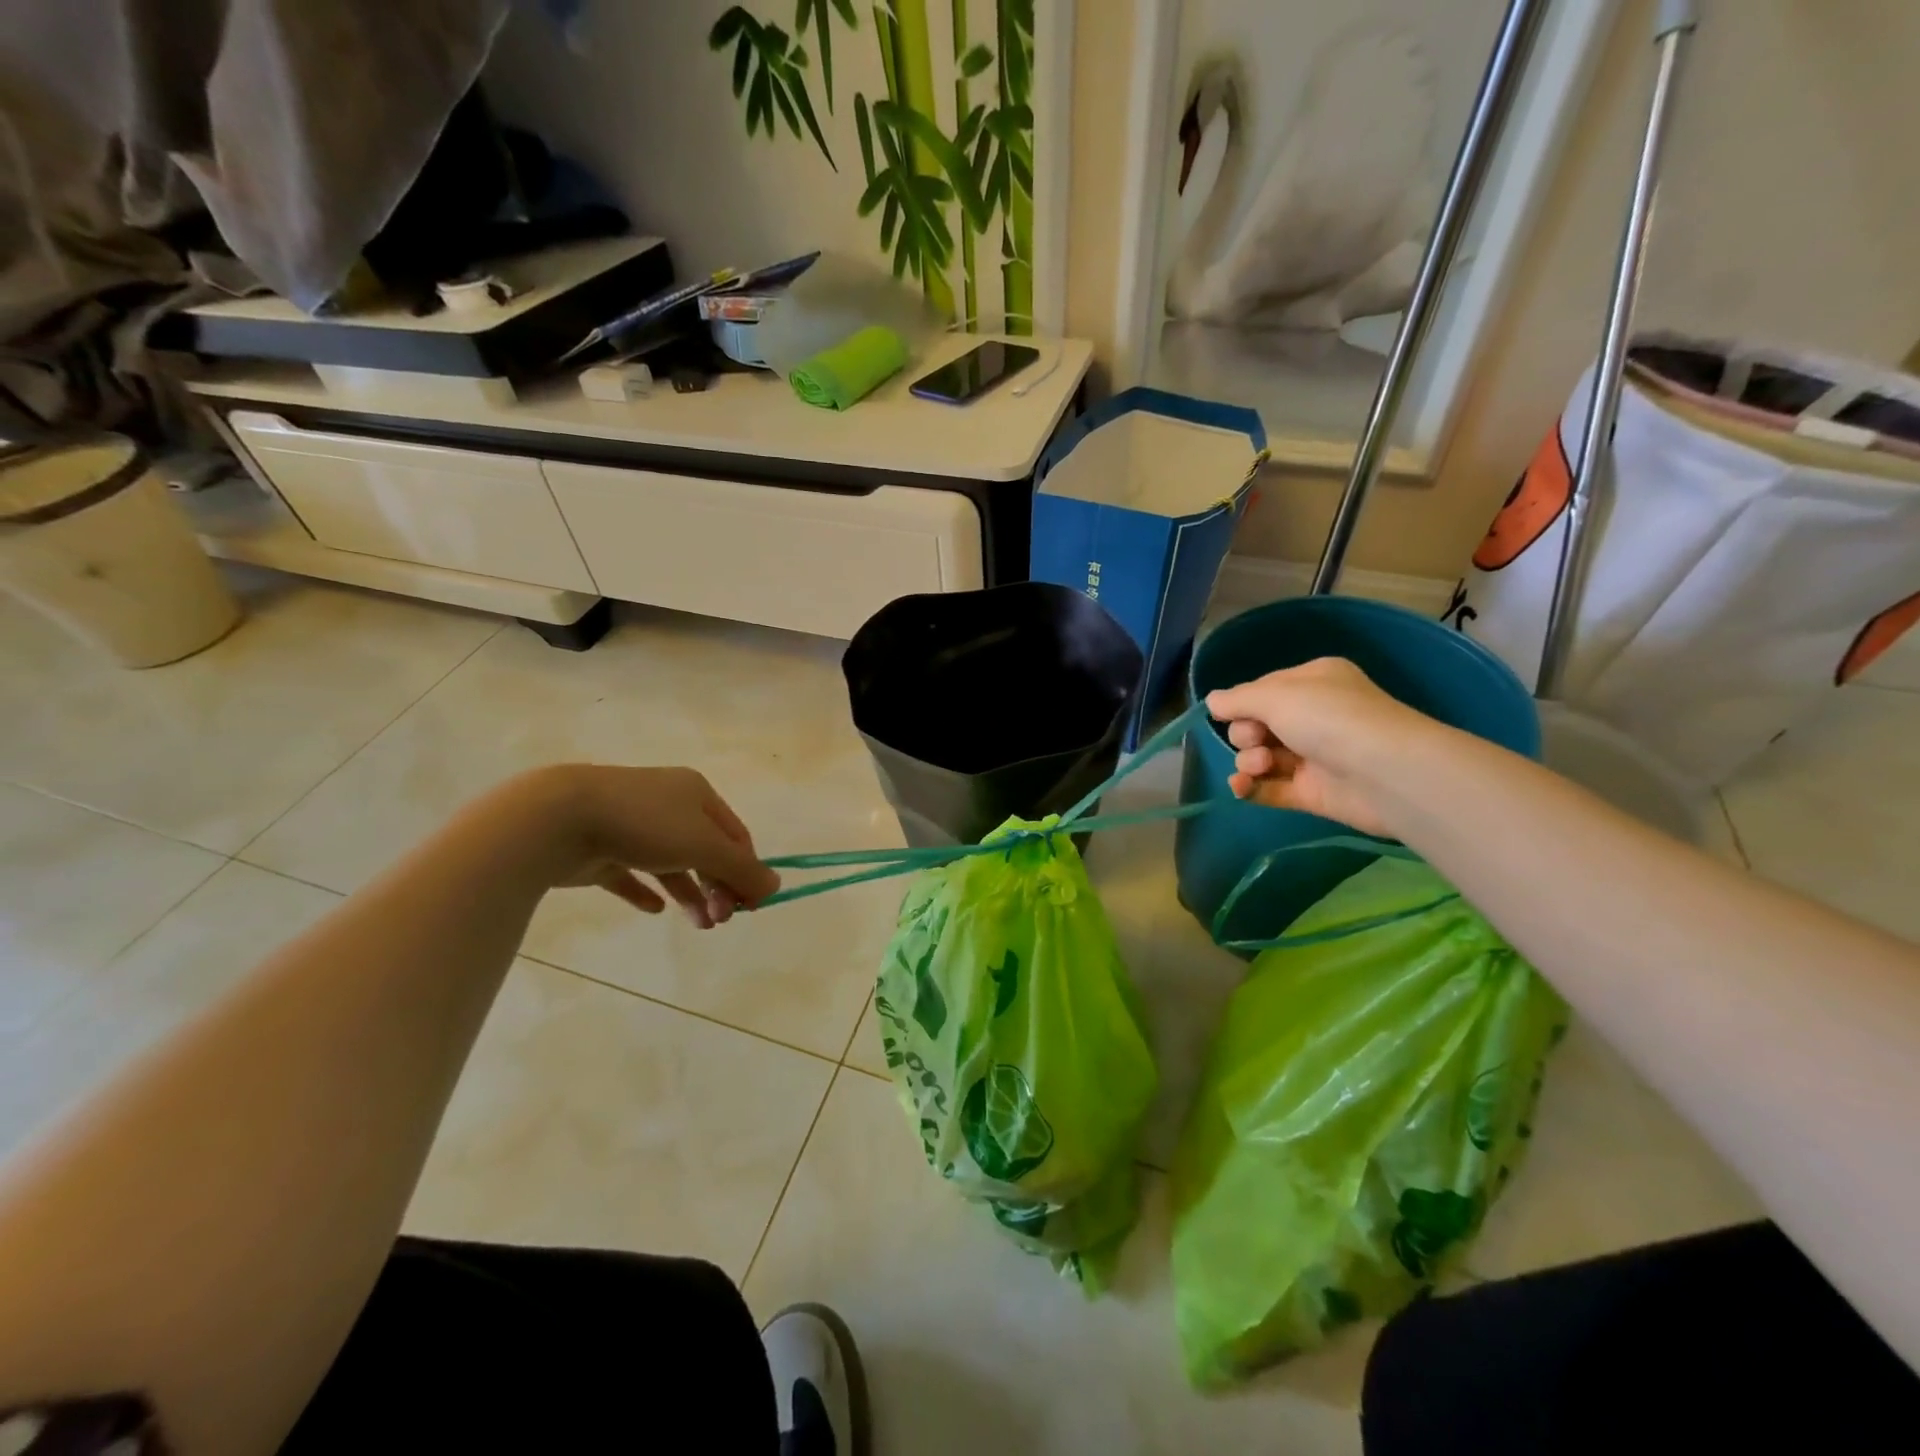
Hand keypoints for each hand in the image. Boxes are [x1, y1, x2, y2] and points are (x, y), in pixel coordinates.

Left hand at [509, 765, 780, 927]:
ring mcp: (630, 826)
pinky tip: (655, 909)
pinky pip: (630, 874)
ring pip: (671, 864)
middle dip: (719, 886)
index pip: (735, 835)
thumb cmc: (645, 824)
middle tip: (722, 919)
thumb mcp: (704, 846)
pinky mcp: (599, 849)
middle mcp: (667, 805)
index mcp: (696, 794)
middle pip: (705, 850)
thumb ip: (742, 869)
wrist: (558, 818)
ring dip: (691, 894)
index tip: (750, 905)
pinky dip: (646, 891)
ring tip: (700, 925)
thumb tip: (776, 887)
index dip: (748, 869)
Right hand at [1205, 657, 1429, 837]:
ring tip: (1261, 766)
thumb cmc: (1329, 719)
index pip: (1262, 690)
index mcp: (1313, 683)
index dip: (1242, 703)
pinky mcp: (1312, 792)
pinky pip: (1270, 788)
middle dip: (1246, 734)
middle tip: (1257, 740)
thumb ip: (1237, 699)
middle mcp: (1315, 716)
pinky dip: (1251, 787)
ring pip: (1261, 756)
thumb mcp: (1276, 696)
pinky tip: (1240, 788)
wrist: (1386, 773)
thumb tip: (1212, 701)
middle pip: (1257, 724)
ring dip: (1250, 761)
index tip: (1230, 714)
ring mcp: (1314, 756)